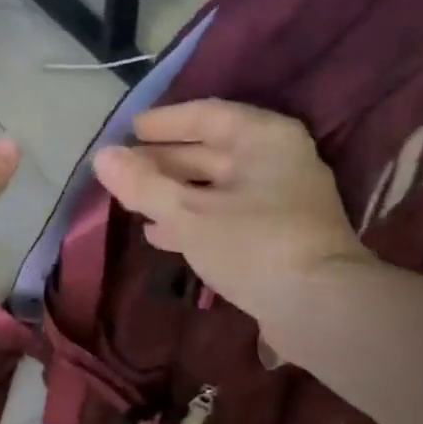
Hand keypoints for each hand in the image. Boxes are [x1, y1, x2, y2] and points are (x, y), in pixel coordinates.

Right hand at [92, 101, 368, 333]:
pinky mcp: (278, 235)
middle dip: (163, 162)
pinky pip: (227, 215)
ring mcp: (281, 199)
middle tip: (123, 171)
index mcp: (263, 138)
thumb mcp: (188, 213)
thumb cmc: (253, 244)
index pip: (205, 115)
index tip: (128, 132)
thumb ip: (143, 184)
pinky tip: (160, 235)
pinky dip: (194, 220)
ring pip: (216, 187)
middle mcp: (277, 160)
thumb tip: (102, 156)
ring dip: (174, 194)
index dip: (163, 123)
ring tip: (132, 204)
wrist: (319, 308)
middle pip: (210, 151)